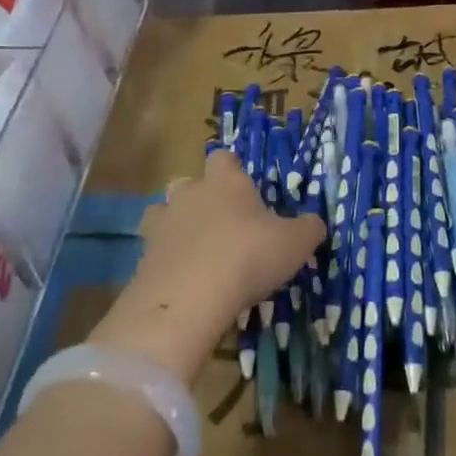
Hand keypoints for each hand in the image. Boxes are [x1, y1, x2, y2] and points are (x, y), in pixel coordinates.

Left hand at [91, 149, 325, 383]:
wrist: (189, 297)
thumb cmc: (248, 256)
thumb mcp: (295, 243)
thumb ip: (308, 229)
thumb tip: (313, 224)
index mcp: (225, 182)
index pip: (223, 158)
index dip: (232, 171)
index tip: (245, 191)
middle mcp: (189, 194)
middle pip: (188, 183)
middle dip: (200, 198)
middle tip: (222, 225)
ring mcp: (160, 225)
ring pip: (164, 213)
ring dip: (177, 227)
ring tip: (196, 252)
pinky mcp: (142, 258)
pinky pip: (154, 251)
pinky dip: (167, 261)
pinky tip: (183, 281)